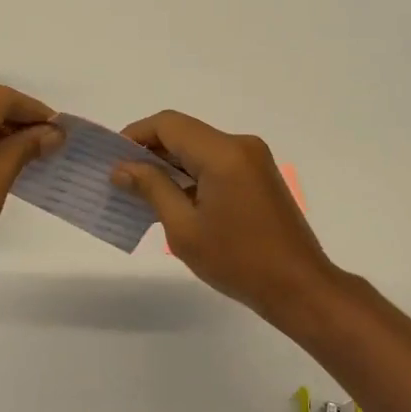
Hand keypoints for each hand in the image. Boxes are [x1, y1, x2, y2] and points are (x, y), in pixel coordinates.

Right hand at [113, 110, 338, 322]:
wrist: (299, 286)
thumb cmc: (237, 261)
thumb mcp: (184, 228)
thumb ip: (152, 189)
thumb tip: (123, 168)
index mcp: (223, 153)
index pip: (168, 125)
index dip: (135, 135)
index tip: (112, 159)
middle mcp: (241, 145)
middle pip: (185, 132)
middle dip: (151, 151)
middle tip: (121, 178)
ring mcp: (255, 159)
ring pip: (200, 147)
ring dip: (171, 163)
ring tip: (142, 192)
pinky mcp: (260, 175)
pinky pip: (217, 162)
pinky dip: (193, 173)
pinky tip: (175, 199)